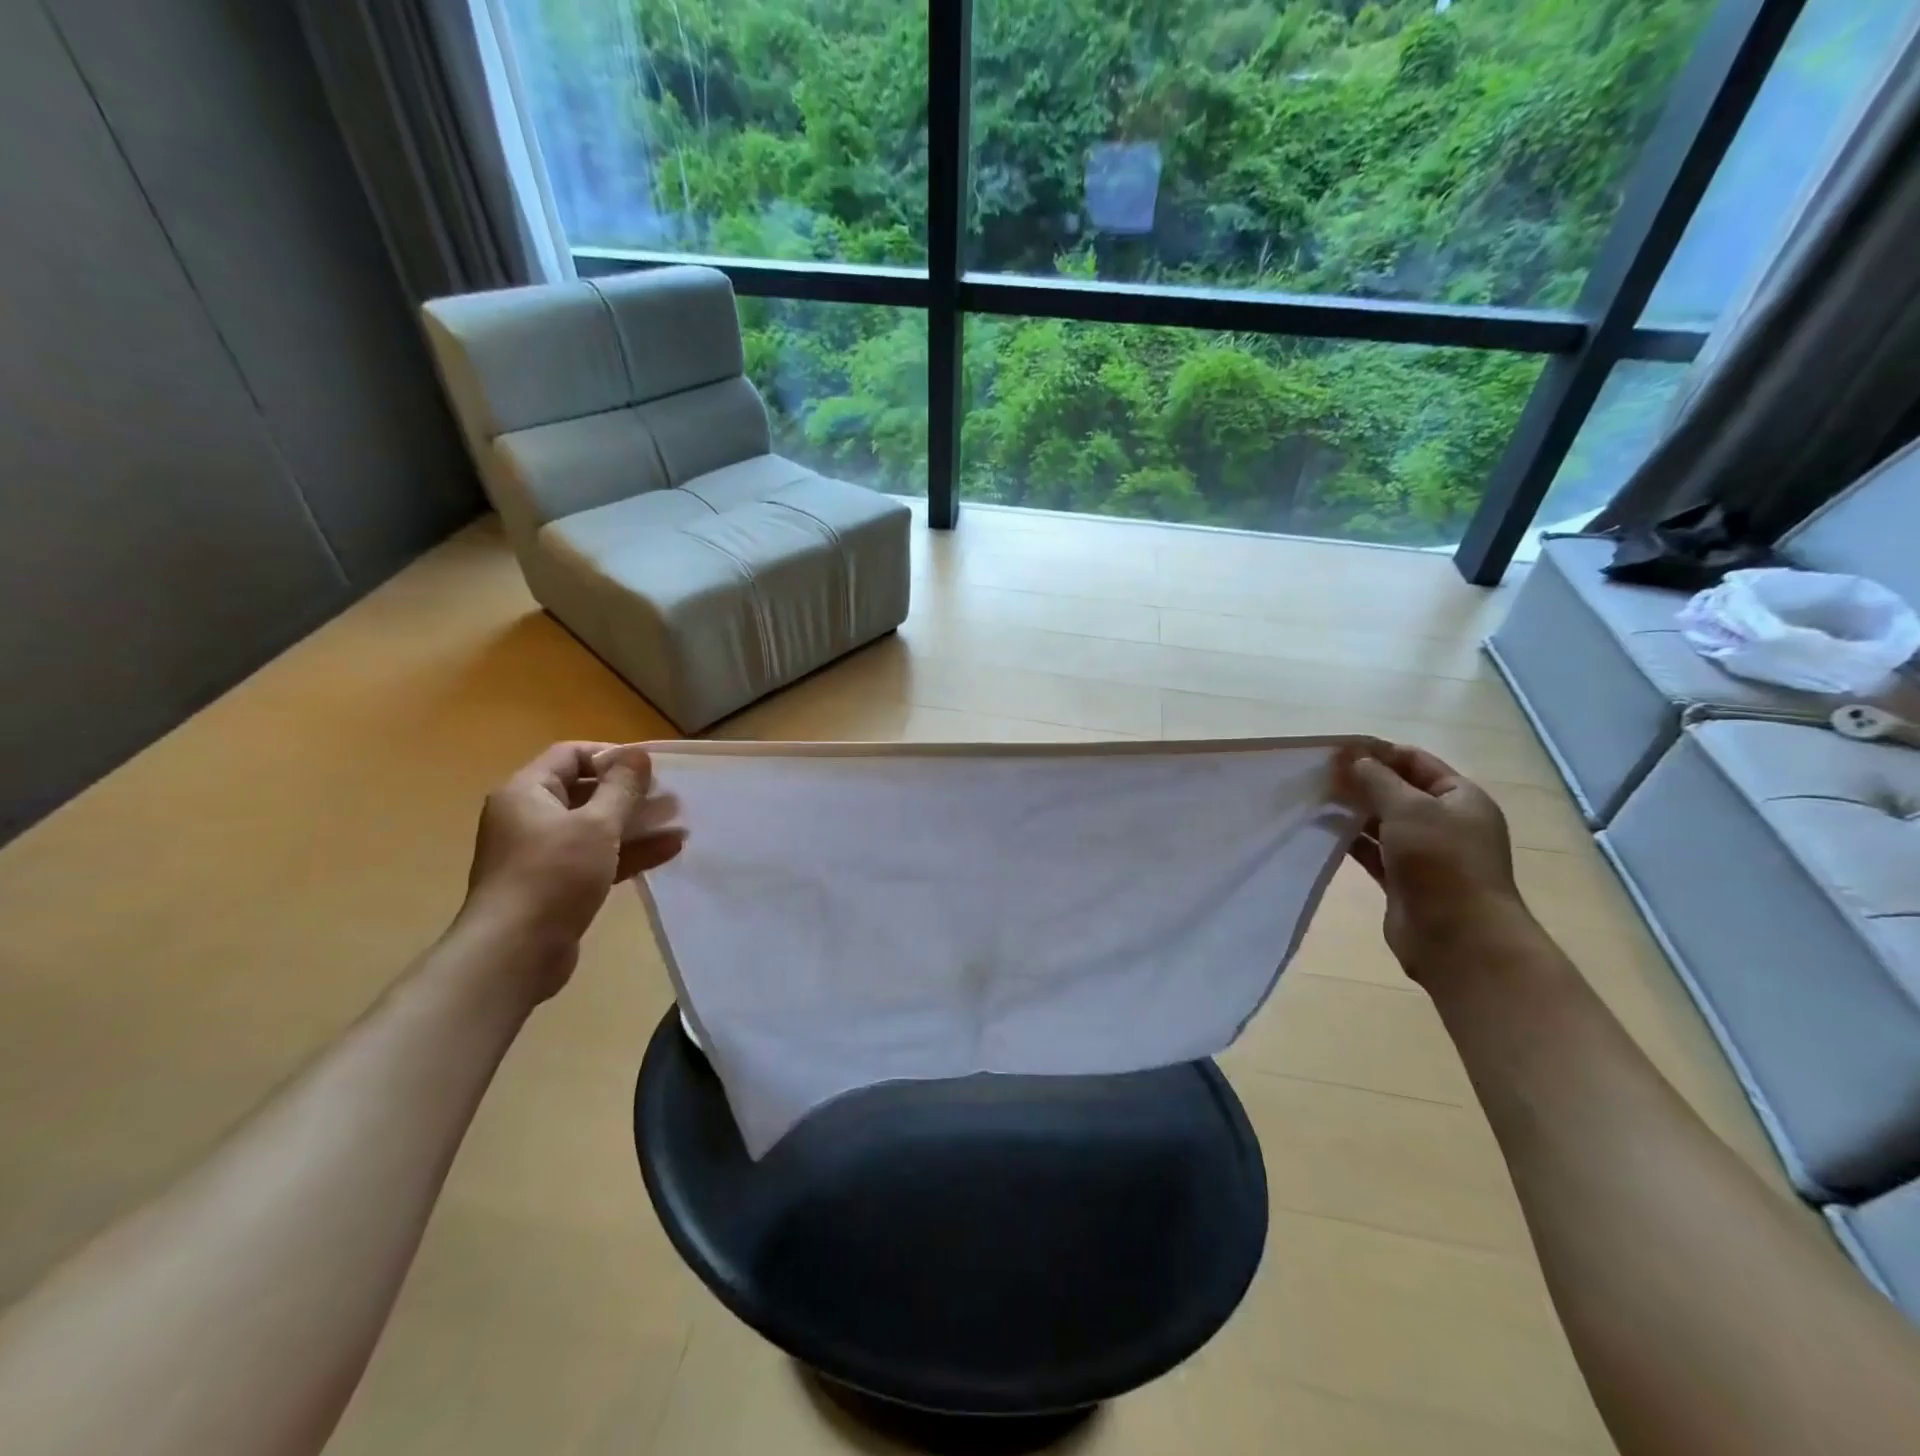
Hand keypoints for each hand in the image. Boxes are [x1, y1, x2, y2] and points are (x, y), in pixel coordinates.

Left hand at [458, 742, 685, 996]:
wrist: (515, 952)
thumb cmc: (553, 874)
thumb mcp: (596, 824)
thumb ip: (621, 787)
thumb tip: (638, 753)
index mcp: (527, 792)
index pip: (570, 755)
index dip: (611, 755)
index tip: (650, 767)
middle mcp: (529, 817)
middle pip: (585, 791)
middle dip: (630, 793)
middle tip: (670, 795)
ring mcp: (542, 853)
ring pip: (595, 827)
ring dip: (636, 824)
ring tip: (679, 822)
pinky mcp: (557, 885)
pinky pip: (597, 857)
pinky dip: (628, 852)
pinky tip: (669, 850)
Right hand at [1340, 742, 1529, 982]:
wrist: (1459, 937)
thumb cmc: (1441, 862)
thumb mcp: (1410, 809)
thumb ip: (1378, 780)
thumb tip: (1354, 759)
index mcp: (1460, 798)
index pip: (1416, 761)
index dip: (1378, 753)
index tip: (1337, 751)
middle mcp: (1445, 822)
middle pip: (1398, 791)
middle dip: (1361, 781)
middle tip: (1319, 775)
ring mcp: (1424, 853)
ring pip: (1383, 822)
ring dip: (1353, 810)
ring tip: (1315, 799)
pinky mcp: (1403, 880)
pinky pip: (1373, 851)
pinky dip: (1351, 839)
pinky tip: (1323, 830)